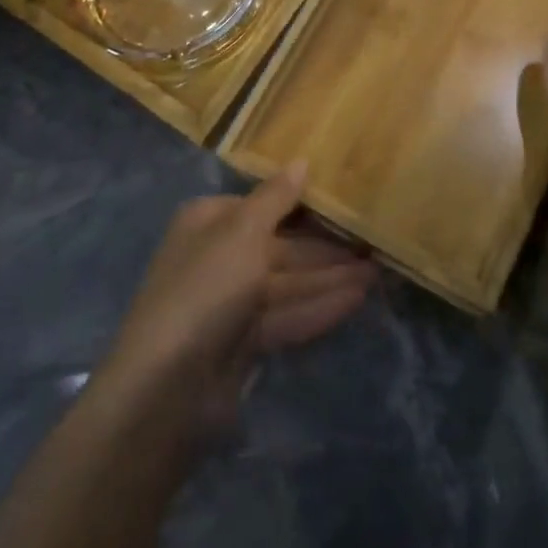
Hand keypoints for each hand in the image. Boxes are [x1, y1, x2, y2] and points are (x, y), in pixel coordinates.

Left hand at [97, 162, 374, 438]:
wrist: (169, 387)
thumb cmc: (206, 288)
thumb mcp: (242, 231)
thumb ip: (276, 197)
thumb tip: (302, 161)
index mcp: (210, 221)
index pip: (263, 204)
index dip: (303, 203)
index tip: (345, 200)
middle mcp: (219, 256)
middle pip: (280, 245)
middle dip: (325, 247)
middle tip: (372, 242)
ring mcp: (231, 302)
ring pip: (288, 282)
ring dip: (330, 277)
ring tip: (377, 271)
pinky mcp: (244, 341)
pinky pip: (288, 314)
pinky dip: (320, 306)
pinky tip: (358, 299)